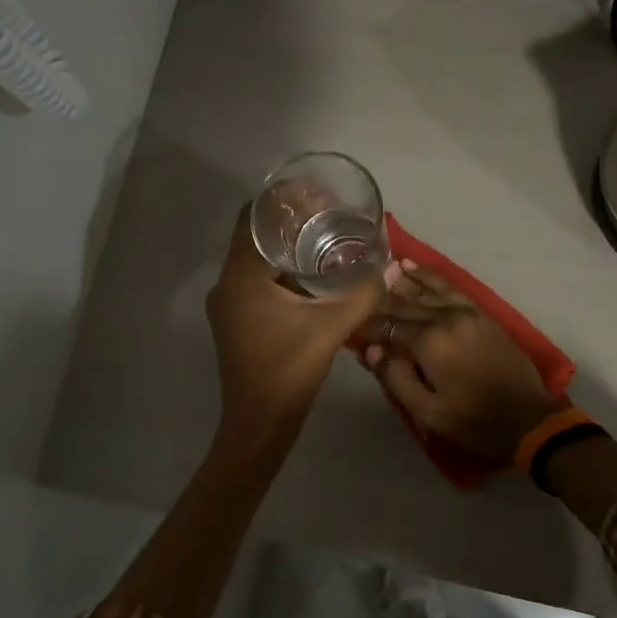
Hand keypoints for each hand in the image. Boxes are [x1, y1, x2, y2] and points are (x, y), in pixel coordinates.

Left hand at [205, 208, 382, 452]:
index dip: (281, 199)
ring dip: (282, 246)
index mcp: (242, 276)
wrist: (258, 424)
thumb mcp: (332, 328)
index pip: (252, 216)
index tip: (315, 193)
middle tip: (326, 214)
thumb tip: (390, 268)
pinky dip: (277, 270)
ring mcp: (227, 304)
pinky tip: (307, 278)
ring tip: (321, 240)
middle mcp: (226, 283)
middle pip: (252, 234)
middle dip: (286, 220)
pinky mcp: (233, 321)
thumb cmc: (289, 371)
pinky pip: (253, 281)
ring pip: (252, 259)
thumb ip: (362, 294)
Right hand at [356, 262, 566, 463]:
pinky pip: (451, 288)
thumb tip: (371, 350)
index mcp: (429, 342)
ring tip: (383, 269)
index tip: (348, 327)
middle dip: (380, 300)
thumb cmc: (474, 422)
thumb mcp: (428, 412)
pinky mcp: (482, 314)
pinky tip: (417, 269)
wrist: (529, 419)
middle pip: (405, 303)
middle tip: (357, 293)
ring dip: (403, 280)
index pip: (387, 326)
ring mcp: (466, 312)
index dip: (366, 327)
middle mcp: (445, 318)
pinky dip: (431, 277)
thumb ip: (396, 378)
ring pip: (427, 290)